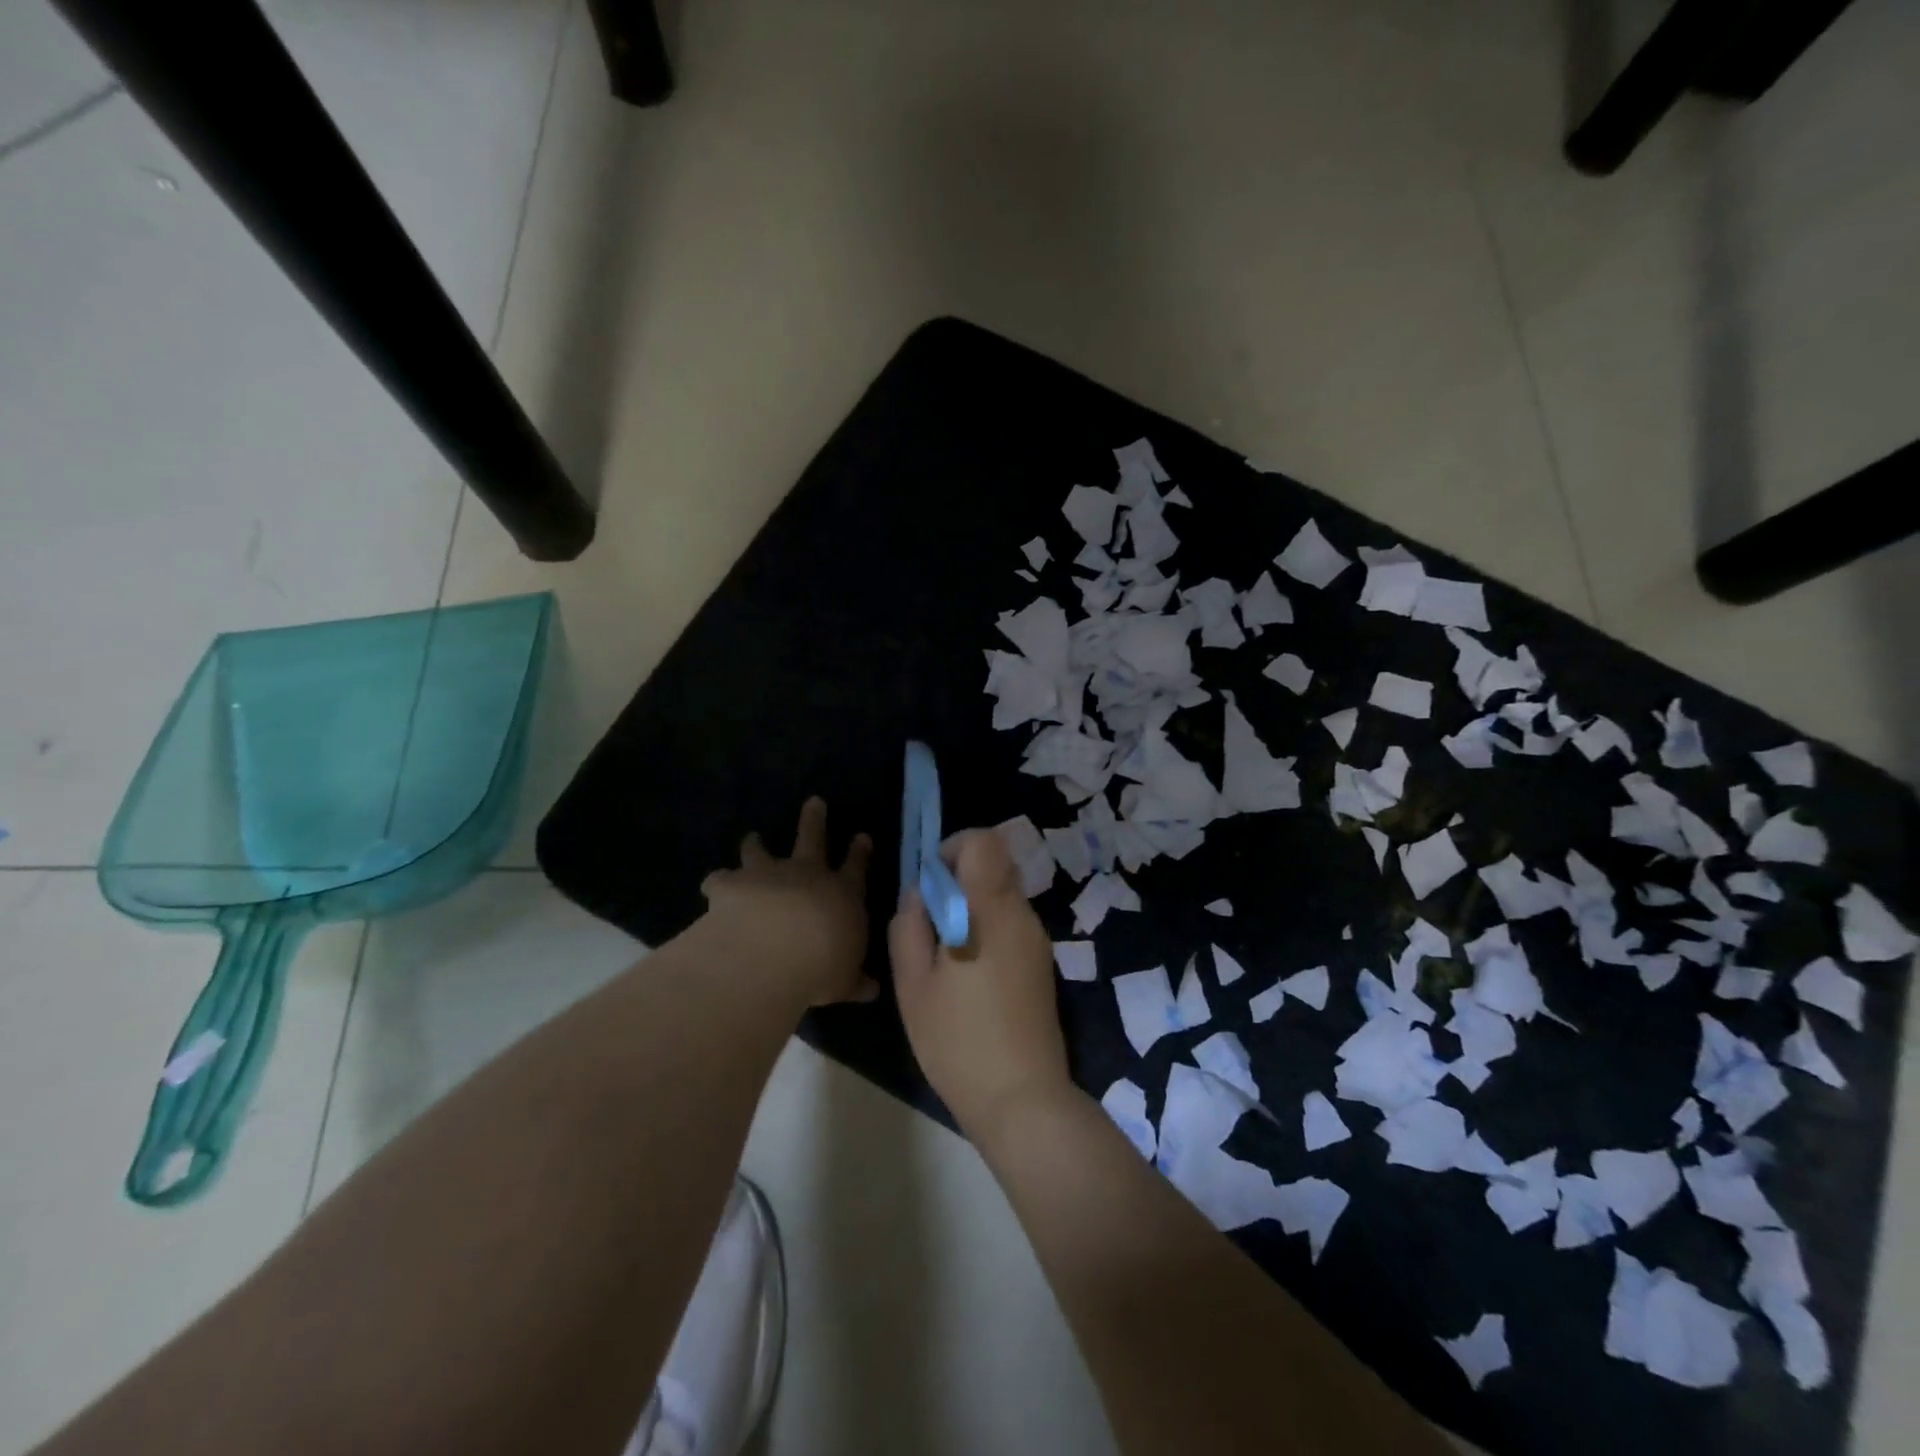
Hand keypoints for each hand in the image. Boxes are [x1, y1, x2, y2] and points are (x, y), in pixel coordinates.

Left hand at [700, 797, 876, 1007]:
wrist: (776, 950)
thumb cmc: (823, 965)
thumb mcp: (846, 980)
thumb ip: (855, 981)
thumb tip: (872, 990)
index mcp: (843, 894)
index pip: (856, 868)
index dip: (859, 852)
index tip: (862, 837)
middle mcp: (807, 875)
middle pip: (812, 839)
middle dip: (814, 820)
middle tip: (814, 802)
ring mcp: (768, 875)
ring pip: (762, 851)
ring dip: (757, 844)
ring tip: (752, 836)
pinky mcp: (733, 884)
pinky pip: (721, 879)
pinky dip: (718, 881)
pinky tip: (713, 884)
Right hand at [890, 828, 1071, 1138]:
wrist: (1022, 1098)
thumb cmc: (958, 1041)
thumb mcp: (912, 985)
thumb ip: (909, 926)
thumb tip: (921, 894)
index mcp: (991, 910)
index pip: (984, 841)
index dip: (953, 848)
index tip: (932, 886)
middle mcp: (1021, 914)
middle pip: (994, 865)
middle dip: (958, 881)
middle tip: (931, 925)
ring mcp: (1036, 939)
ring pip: (1001, 895)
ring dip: (971, 907)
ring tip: (945, 959)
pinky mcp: (1042, 963)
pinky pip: (1011, 923)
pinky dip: (986, 929)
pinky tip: (969, 978)